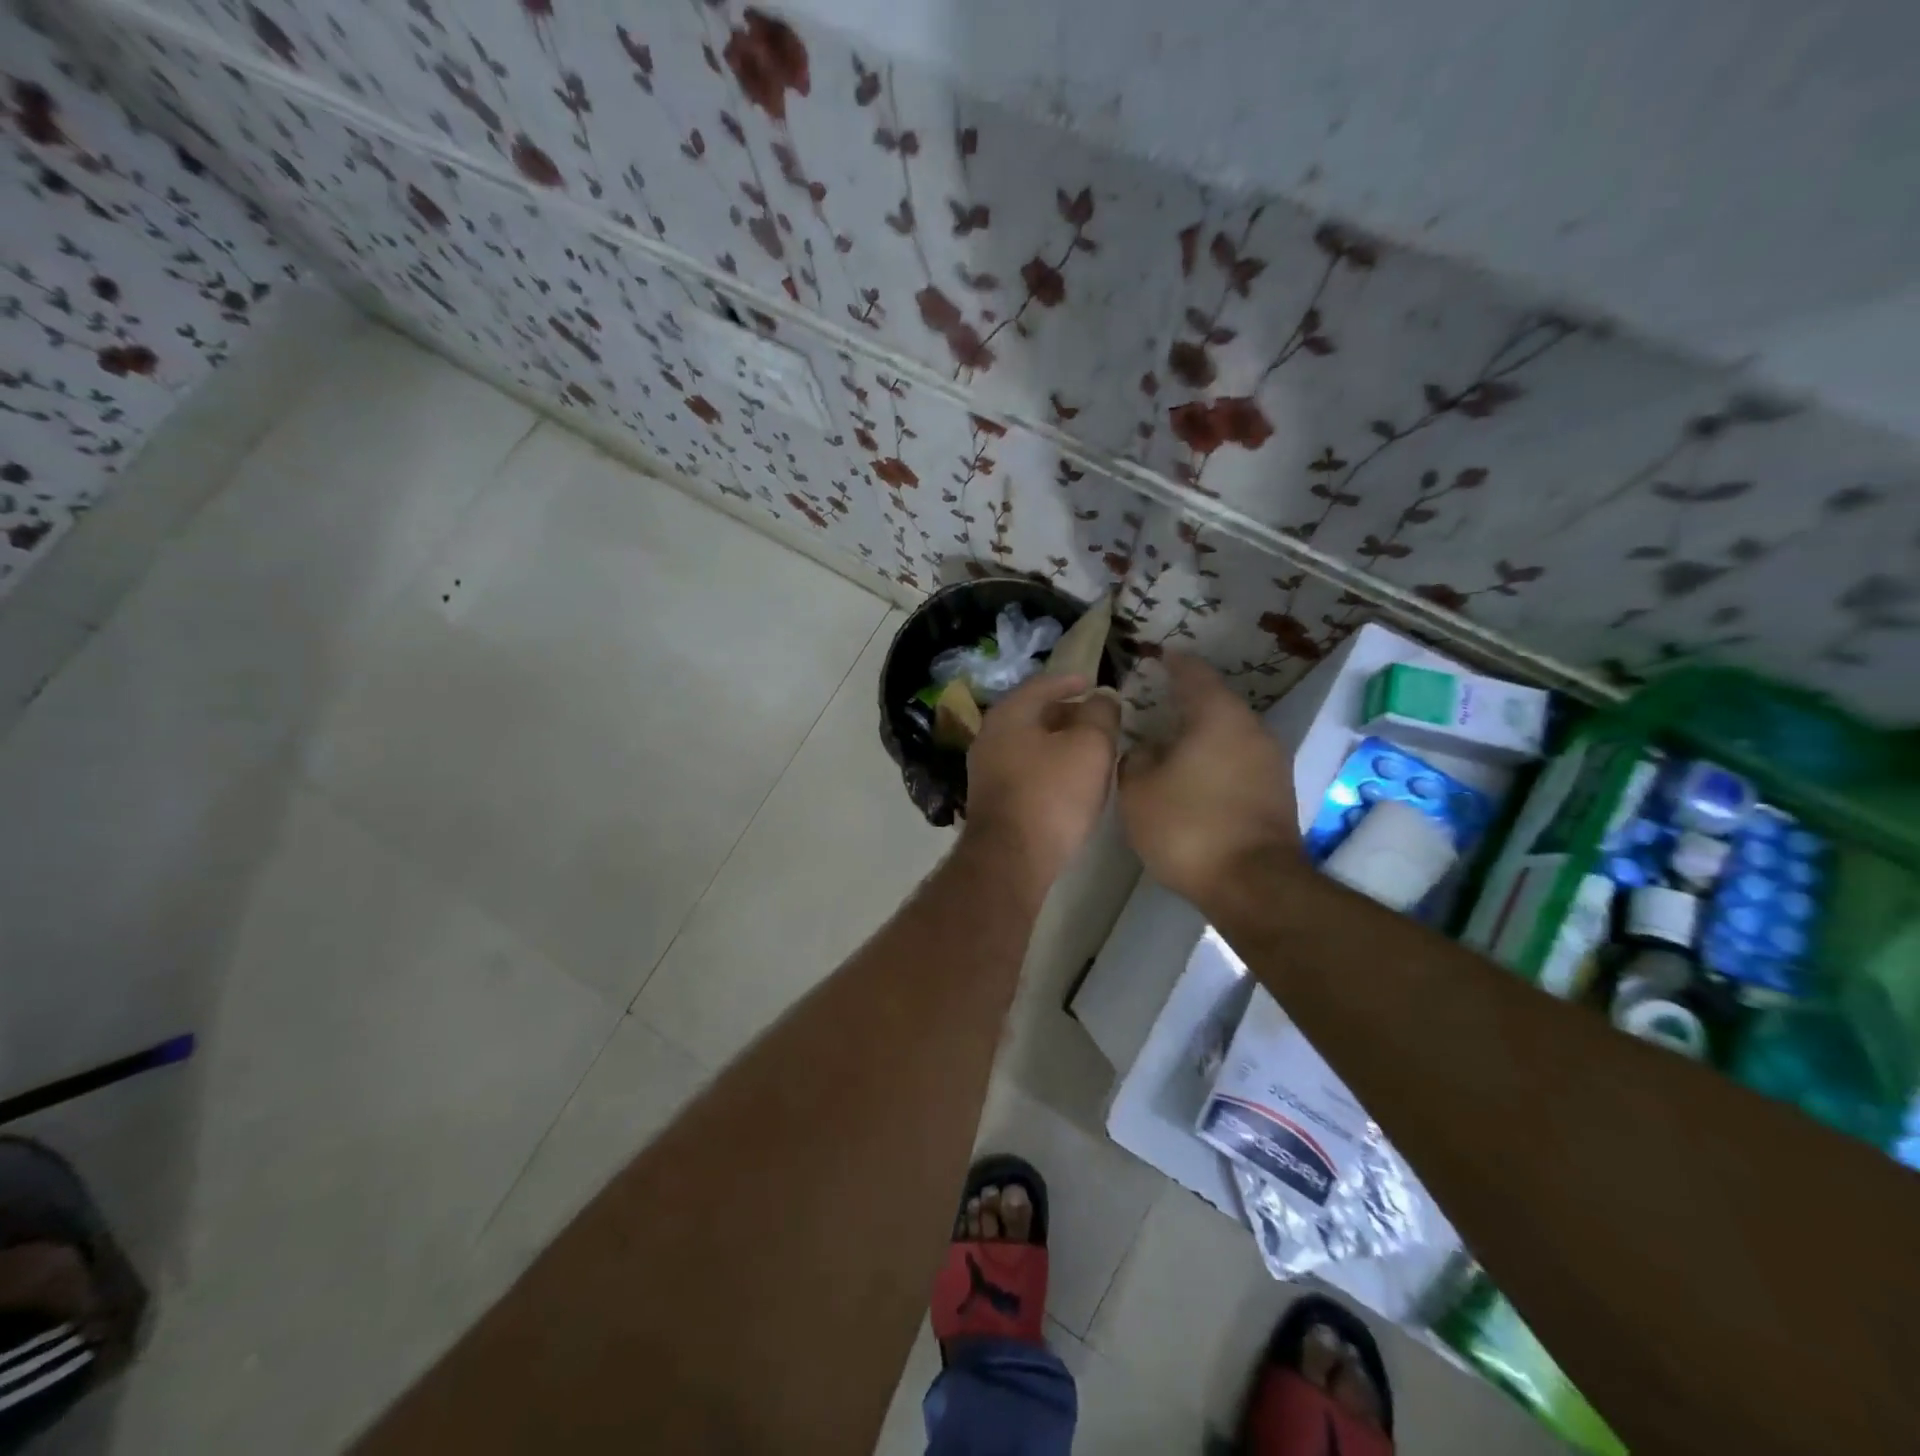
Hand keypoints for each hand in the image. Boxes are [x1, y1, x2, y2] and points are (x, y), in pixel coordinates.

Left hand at [963, 674, 1120, 888]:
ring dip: (1058, 742)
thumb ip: (1100, 715)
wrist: (1011, 858)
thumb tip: (1101, 699)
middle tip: (1097, 718)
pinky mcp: (992, 800)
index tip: (1094, 683)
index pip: (1042, 684)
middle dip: (1066, 713)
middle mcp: (990, 736)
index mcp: (1009, 714)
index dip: (1071, 681)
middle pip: (1033, 715)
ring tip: (1089, 749)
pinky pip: (1025, 769)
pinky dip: (1048, 765)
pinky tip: (1069, 780)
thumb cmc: (1052, 794)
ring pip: (1029, 744)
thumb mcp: (1090, 746)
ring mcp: (986, 770)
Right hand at [1118, 654, 1302, 904]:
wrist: (1254, 885)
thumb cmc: (1188, 826)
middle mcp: (1251, 728)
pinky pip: (1240, 760)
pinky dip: (1216, 760)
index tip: (1157, 656)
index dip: (1173, 662)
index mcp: (1217, 715)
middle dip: (1186, 701)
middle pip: (1216, 702)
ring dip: (1202, 734)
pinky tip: (1195, 777)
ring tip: (1172, 743)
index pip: (1193, 672)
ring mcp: (1271, 761)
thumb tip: (1147, 750)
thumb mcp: (1138, 791)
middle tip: (1155, 705)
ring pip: (1230, 734)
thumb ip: (1136, 759)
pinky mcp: (1278, 792)